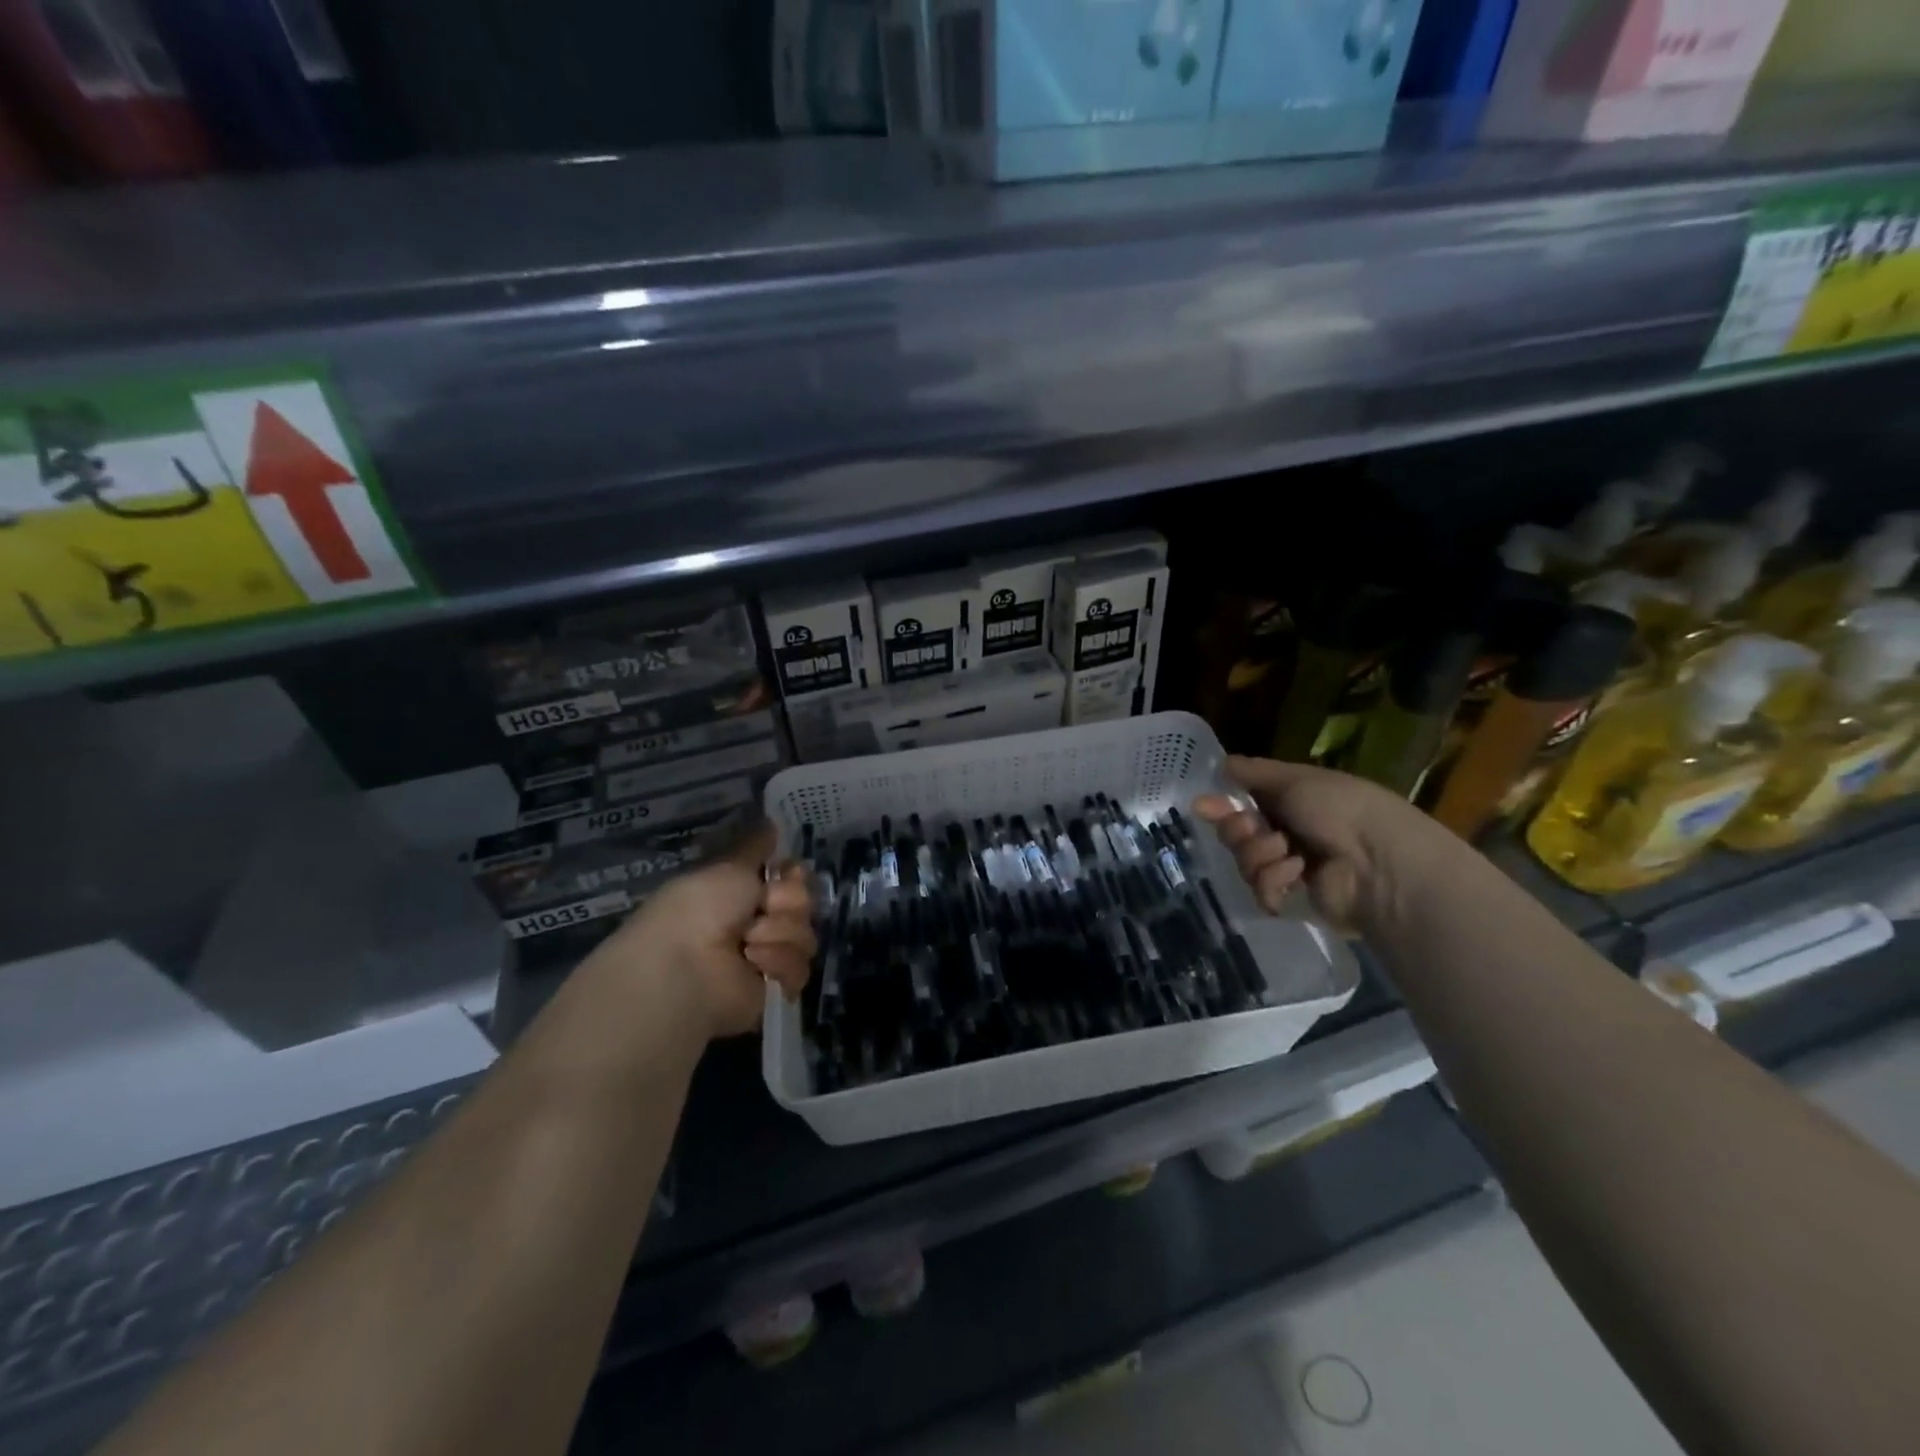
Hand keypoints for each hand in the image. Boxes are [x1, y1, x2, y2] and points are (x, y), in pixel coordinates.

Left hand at [601, 822, 814, 1039]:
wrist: (685, 966)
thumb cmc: (699, 909)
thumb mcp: (728, 866)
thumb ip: (754, 847)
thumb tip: (771, 821)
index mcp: (743, 894)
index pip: (792, 880)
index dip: (794, 876)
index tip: (788, 873)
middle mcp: (758, 923)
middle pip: (804, 905)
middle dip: (788, 903)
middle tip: (763, 908)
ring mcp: (767, 957)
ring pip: (805, 936)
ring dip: (780, 933)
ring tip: (749, 943)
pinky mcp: (775, 989)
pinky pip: (800, 969)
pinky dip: (779, 962)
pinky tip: (754, 963)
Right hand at [1193, 755, 1443, 935]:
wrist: (1376, 862)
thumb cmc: (1339, 808)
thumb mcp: (1294, 779)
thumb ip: (1253, 772)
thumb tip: (1221, 764)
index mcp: (1290, 802)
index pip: (1241, 803)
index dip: (1221, 805)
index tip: (1203, 806)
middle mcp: (1287, 833)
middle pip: (1236, 834)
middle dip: (1239, 831)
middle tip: (1254, 830)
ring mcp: (1289, 868)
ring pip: (1245, 861)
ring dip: (1260, 855)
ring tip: (1289, 854)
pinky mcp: (1292, 899)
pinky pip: (1260, 890)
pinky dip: (1274, 881)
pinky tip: (1297, 876)